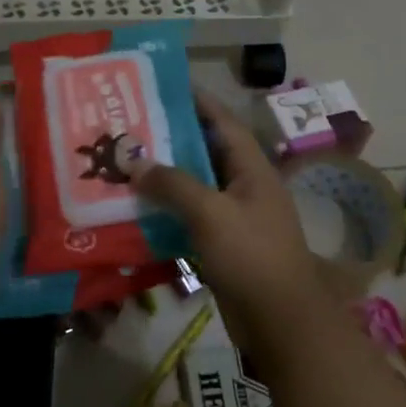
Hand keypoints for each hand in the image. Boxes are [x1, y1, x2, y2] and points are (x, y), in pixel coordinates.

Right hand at [130, 91, 332, 348]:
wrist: (280, 320)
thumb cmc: (252, 256)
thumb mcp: (212, 213)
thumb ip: (174, 184)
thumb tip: (135, 161)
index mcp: (252, 168)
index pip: (223, 122)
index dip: (198, 102)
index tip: (165, 86)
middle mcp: (244, 186)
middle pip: (205, 152)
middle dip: (171, 139)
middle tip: (131, 126)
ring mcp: (234, 216)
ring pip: (195, 186)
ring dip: (165, 177)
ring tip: (125, 162)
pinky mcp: (223, 243)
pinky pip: (191, 217)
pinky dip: (167, 210)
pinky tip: (136, 208)